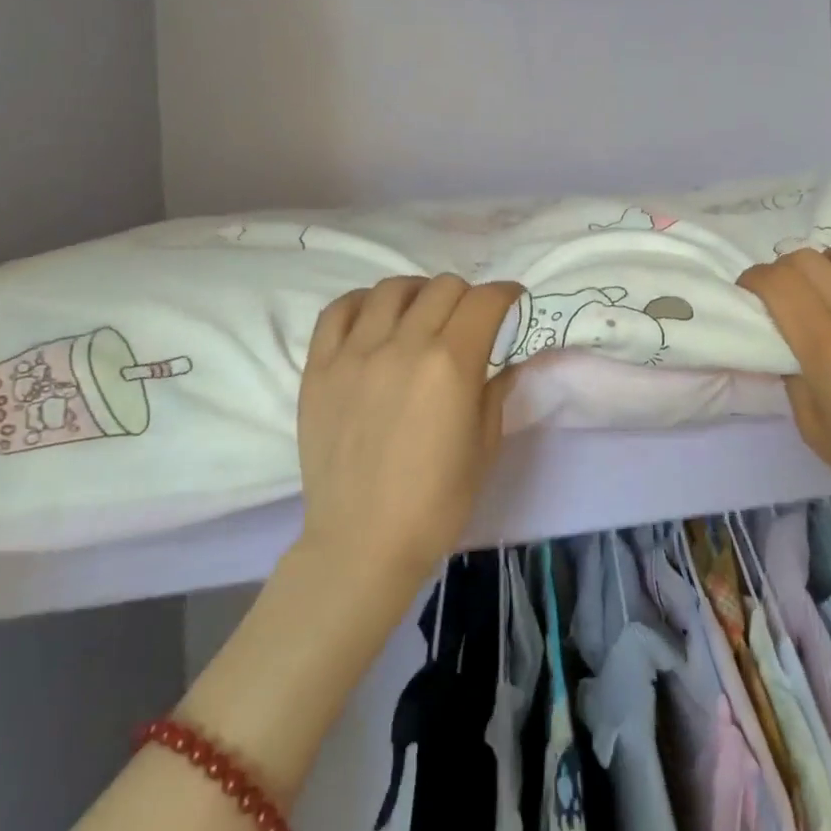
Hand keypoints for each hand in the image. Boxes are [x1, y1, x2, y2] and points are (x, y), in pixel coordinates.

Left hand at [295, 274, 523, 593]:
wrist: (361, 543)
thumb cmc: (436, 501)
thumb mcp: (485, 445)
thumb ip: (496, 389)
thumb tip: (505, 359)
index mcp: (451, 365)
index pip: (484, 300)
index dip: (506, 294)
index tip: (512, 302)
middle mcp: (403, 345)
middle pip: (443, 287)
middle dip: (467, 296)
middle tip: (469, 319)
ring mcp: (355, 353)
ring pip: (392, 289)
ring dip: (418, 294)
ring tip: (422, 314)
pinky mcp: (319, 367)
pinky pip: (338, 310)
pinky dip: (363, 303)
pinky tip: (375, 320)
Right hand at [739, 243, 830, 566]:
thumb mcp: (813, 431)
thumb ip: (792, 381)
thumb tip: (787, 350)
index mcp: (823, 345)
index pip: (778, 283)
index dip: (754, 279)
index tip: (749, 293)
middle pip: (808, 259)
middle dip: (783, 268)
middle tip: (784, 293)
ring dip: (829, 263)